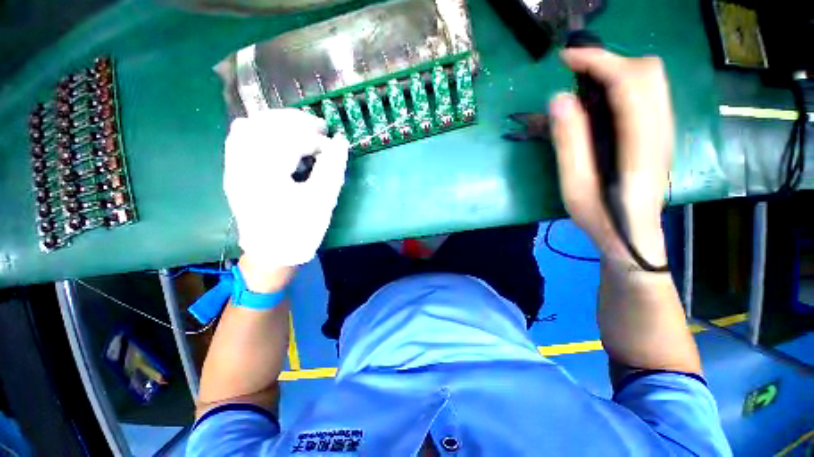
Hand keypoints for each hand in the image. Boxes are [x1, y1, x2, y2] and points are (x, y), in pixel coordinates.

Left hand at [223, 108, 349, 270]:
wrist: (273, 253)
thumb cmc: (301, 231)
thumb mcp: (322, 201)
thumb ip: (332, 168)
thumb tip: (341, 141)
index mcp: (265, 174)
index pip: (290, 139)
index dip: (315, 138)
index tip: (333, 146)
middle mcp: (242, 164)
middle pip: (266, 124)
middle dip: (296, 121)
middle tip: (320, 128)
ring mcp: (233, 167)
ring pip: (250, 126)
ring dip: (278, 122)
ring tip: (301, 129)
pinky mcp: (234, 171)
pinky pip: (239, 138)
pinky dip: (260, 130)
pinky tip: (276, 136)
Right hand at [550, 48, 672, 264]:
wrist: (633, 235)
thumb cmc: (600, 217)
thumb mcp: (574, 185)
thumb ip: (569, 143)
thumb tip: (559, 99)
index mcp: (640, 145)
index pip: (629, 83)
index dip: (599, 62)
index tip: (567, 59)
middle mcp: (661, 130)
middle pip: (648, 72)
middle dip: (610, 61)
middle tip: (576, 73)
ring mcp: (664, 130)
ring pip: (652, 79)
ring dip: (618, 70)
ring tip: (585, 83)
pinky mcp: (659, 133)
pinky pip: (648, 93)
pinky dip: (624, 83)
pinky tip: (601, 101)